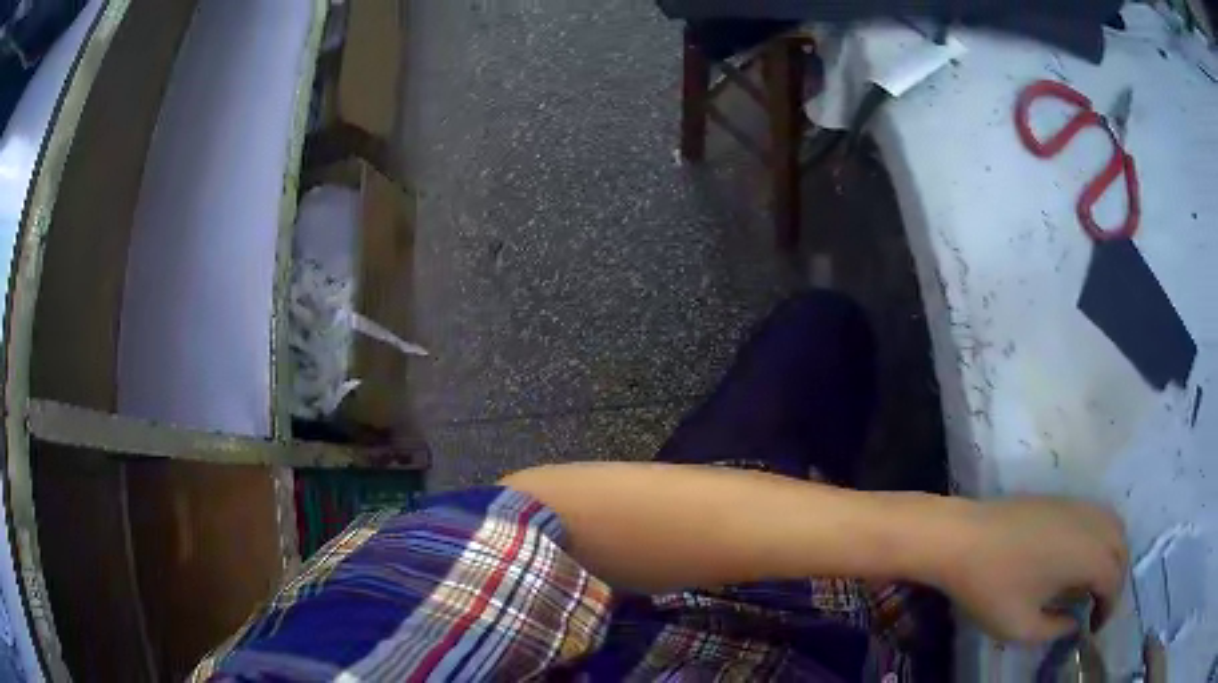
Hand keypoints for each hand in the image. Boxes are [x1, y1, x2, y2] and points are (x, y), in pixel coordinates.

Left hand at [931, 497, 1127, 643]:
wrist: (963, 537)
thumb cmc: (992, 586)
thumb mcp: (1021, 626)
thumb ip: (1054, 629)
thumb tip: (1075, 622)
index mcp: (1087, 554)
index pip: (1114, 580)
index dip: (1110, 606)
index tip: (1095, 629)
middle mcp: (1092, 523)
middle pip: (1121, 548)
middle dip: (1116, 580)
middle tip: (1097, 608)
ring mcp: (1078, 505)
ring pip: (1113, 526)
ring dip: (1112, 555)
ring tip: (1092, 586)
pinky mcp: (1063, 499)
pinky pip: (1097, 515)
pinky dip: (1101, 538)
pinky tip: (1080, 561)